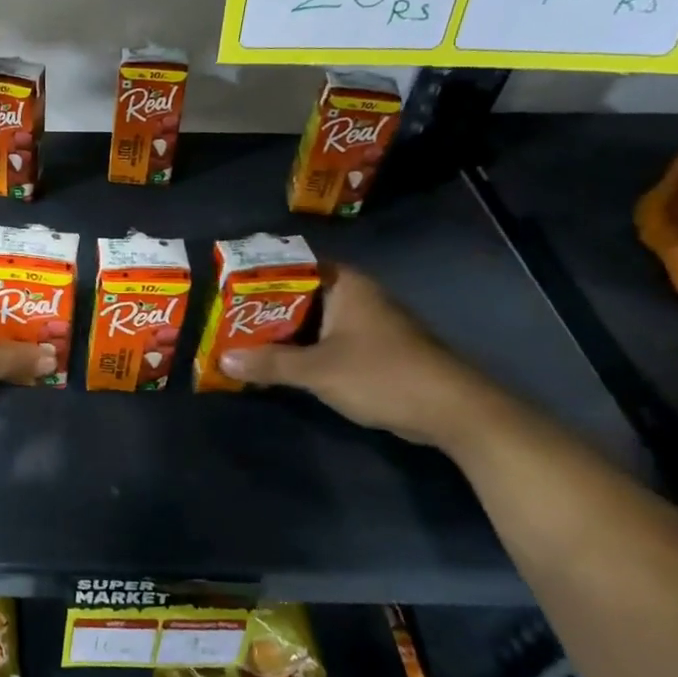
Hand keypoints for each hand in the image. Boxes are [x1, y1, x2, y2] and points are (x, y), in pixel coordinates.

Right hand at [217, 265, 496, 447]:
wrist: (454, 411)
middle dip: (263, 308)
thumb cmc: (383, 374)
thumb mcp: (318, 370)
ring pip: (312, 320)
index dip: (258, 274)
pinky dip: (302, 349)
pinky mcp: (373, 350)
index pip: (293, 265)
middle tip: (224, 317)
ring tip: (240, 339)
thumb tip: (223, 359)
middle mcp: (356, 296)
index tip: (225, 286)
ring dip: (281, 332)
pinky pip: (326, 340)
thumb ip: (269, 362)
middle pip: (298, 294)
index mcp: (345, 285)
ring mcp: (367, 323)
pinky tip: (277, 363)